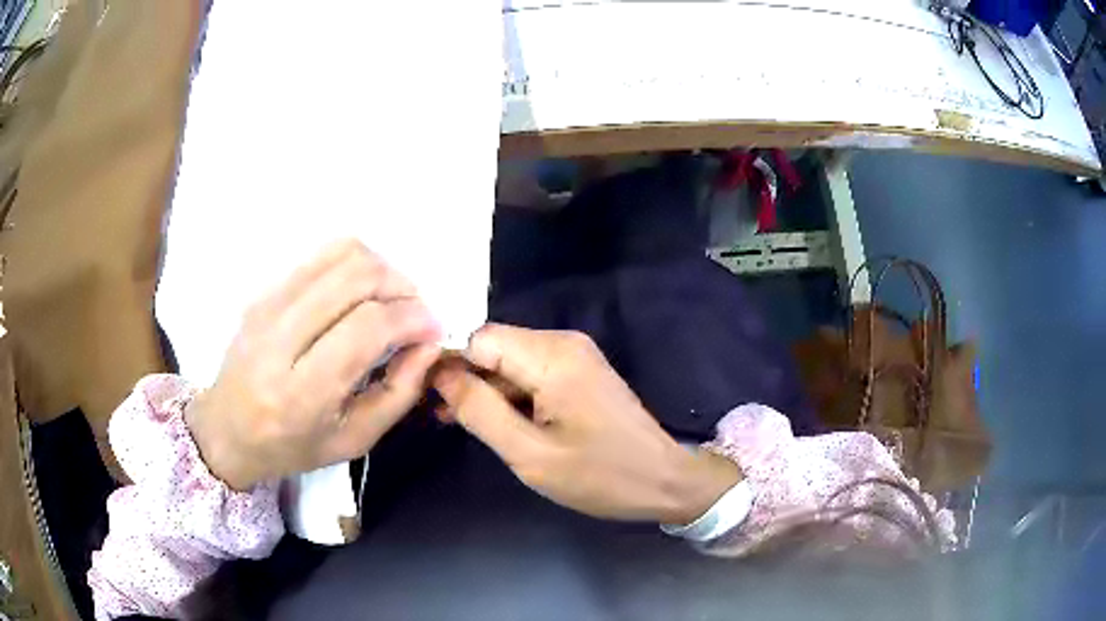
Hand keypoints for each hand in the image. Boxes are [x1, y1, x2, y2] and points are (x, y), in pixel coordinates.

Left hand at [185, 240, 441, 490]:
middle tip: (415, 311)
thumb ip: (398, 394)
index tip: (432, 328)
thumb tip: (429, 343)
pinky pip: (320, 256)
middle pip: (355, 278)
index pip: (366, 328)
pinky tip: (361, 291)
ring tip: (392, 298)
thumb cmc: (292, 446)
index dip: (411, 318)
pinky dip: (355, 264)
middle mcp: (279, 339)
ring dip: (381, 268)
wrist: (227, 429)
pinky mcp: (264, 291)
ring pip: (339, 255)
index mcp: (302, 392)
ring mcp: (267, 306)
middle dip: (401, 285)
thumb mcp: (354, 441)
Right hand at [433, 325, 740, 523]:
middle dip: (466, 378)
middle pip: (495, 347)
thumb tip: (440, 374)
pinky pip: (531, 373)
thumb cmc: (600, 475)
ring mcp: (575, 356)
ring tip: (458, 422)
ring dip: (486, 389)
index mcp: (551, 356)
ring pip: (510, 361)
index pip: (479, 338)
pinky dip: (510, 394)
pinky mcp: (580, 372)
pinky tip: (495, 420)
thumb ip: (481, 411)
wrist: (663, 480)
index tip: (430, 396)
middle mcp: (563, 343)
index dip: (450, 364)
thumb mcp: (530, 454)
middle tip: (442, 416)